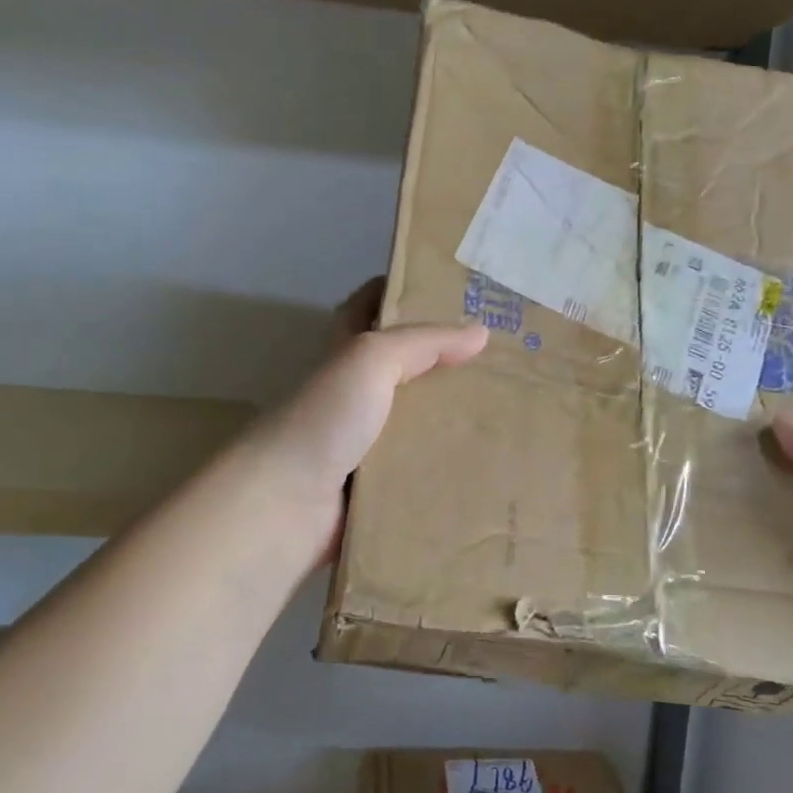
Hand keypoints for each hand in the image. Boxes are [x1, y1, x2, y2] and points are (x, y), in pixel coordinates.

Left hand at [246, 280, 487, 560]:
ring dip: (451, 422)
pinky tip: (486, 468)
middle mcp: (351, 396)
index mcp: (344, 356)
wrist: (284, 505)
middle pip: (400, 370)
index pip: (365, 310)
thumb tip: (480, 332)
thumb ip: (423, 343)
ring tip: (508, 415)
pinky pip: (417, 473)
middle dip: (442, 363)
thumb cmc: (324, 418)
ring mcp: (362, 445)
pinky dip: (445, 470)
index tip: (444, 288)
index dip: (394, 292)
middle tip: (500, 359)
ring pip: (414, 425)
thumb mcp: (371, 360)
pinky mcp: (374, 489)